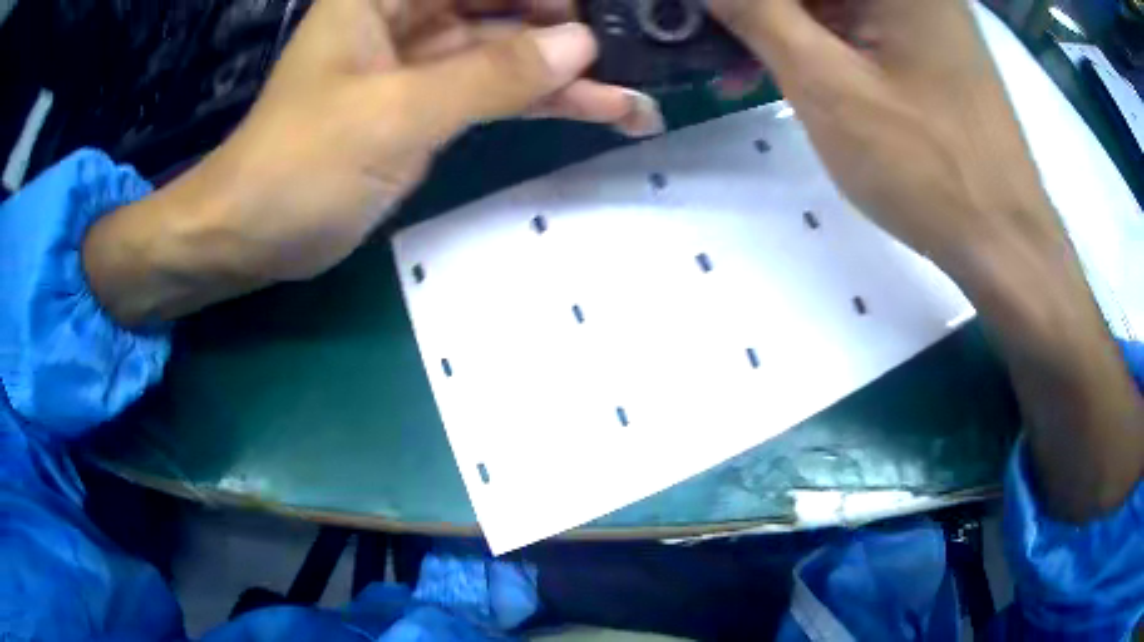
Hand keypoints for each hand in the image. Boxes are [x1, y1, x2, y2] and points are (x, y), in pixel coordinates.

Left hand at [83, 0, 663, 319]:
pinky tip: (600, 113)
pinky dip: (544, 104)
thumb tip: (582, 45)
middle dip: (571, 29)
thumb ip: (489, 76)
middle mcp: (408, 15)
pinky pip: (498, 93)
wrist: (254, 235)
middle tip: (641, 50)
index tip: (608, 6)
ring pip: (510, 53)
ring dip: (571, 75)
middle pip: (505, 7)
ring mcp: (424, 62)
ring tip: (639, 96)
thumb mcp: (394, 114)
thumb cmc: (300, 165)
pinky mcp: (431, 106)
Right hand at [708, 0, 1143, 520]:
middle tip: (716, 44)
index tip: (709, 21)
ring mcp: (926, 11)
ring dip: (786, 27)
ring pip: (835, 2)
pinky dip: (822, 42)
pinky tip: (794, 72)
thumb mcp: (826, 84)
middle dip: (763, 11)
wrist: (1004, 240)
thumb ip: (758, 13)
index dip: (746, 3)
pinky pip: (861, 24)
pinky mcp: (930, 43)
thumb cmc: (926, 167)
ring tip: (740, 68)